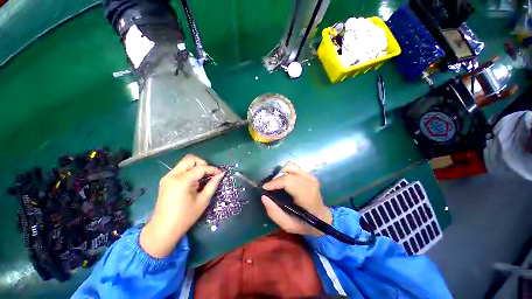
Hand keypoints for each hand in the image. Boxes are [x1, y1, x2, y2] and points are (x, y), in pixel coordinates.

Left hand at [140, 154, 223, 257]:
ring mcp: (167, 177)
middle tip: (209, 174)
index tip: (220, 173)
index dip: (212, 169)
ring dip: (196, 167)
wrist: (163, 229)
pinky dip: (190, 171)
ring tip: (202, 178)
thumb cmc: (185, 217)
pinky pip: (180, 169)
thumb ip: (213, 184)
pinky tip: (194, 181)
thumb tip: (221, 174)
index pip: (201, 168)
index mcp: (182, 181)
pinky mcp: (166, 180)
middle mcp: (173, 175)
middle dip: (203, 164)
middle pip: (190, 159)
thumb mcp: (203, 201)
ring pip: (185, 163)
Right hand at [261, 162, 331, 237]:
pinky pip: (293, 167)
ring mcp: (310, 176)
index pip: (289, 181)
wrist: (322, 217)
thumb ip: (274, 212)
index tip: (265, 188)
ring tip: (278, 184)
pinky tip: (285, 182)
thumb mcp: (288, 225)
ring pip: (290, 166)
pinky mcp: (309, 174)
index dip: (275, 182)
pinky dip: (286, 172)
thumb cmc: (305, 223)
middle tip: (270, 188)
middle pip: (288, 171)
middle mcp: (310, 182)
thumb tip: (264, 197)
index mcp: (307, 196)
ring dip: (281, 173)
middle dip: (276, 178)